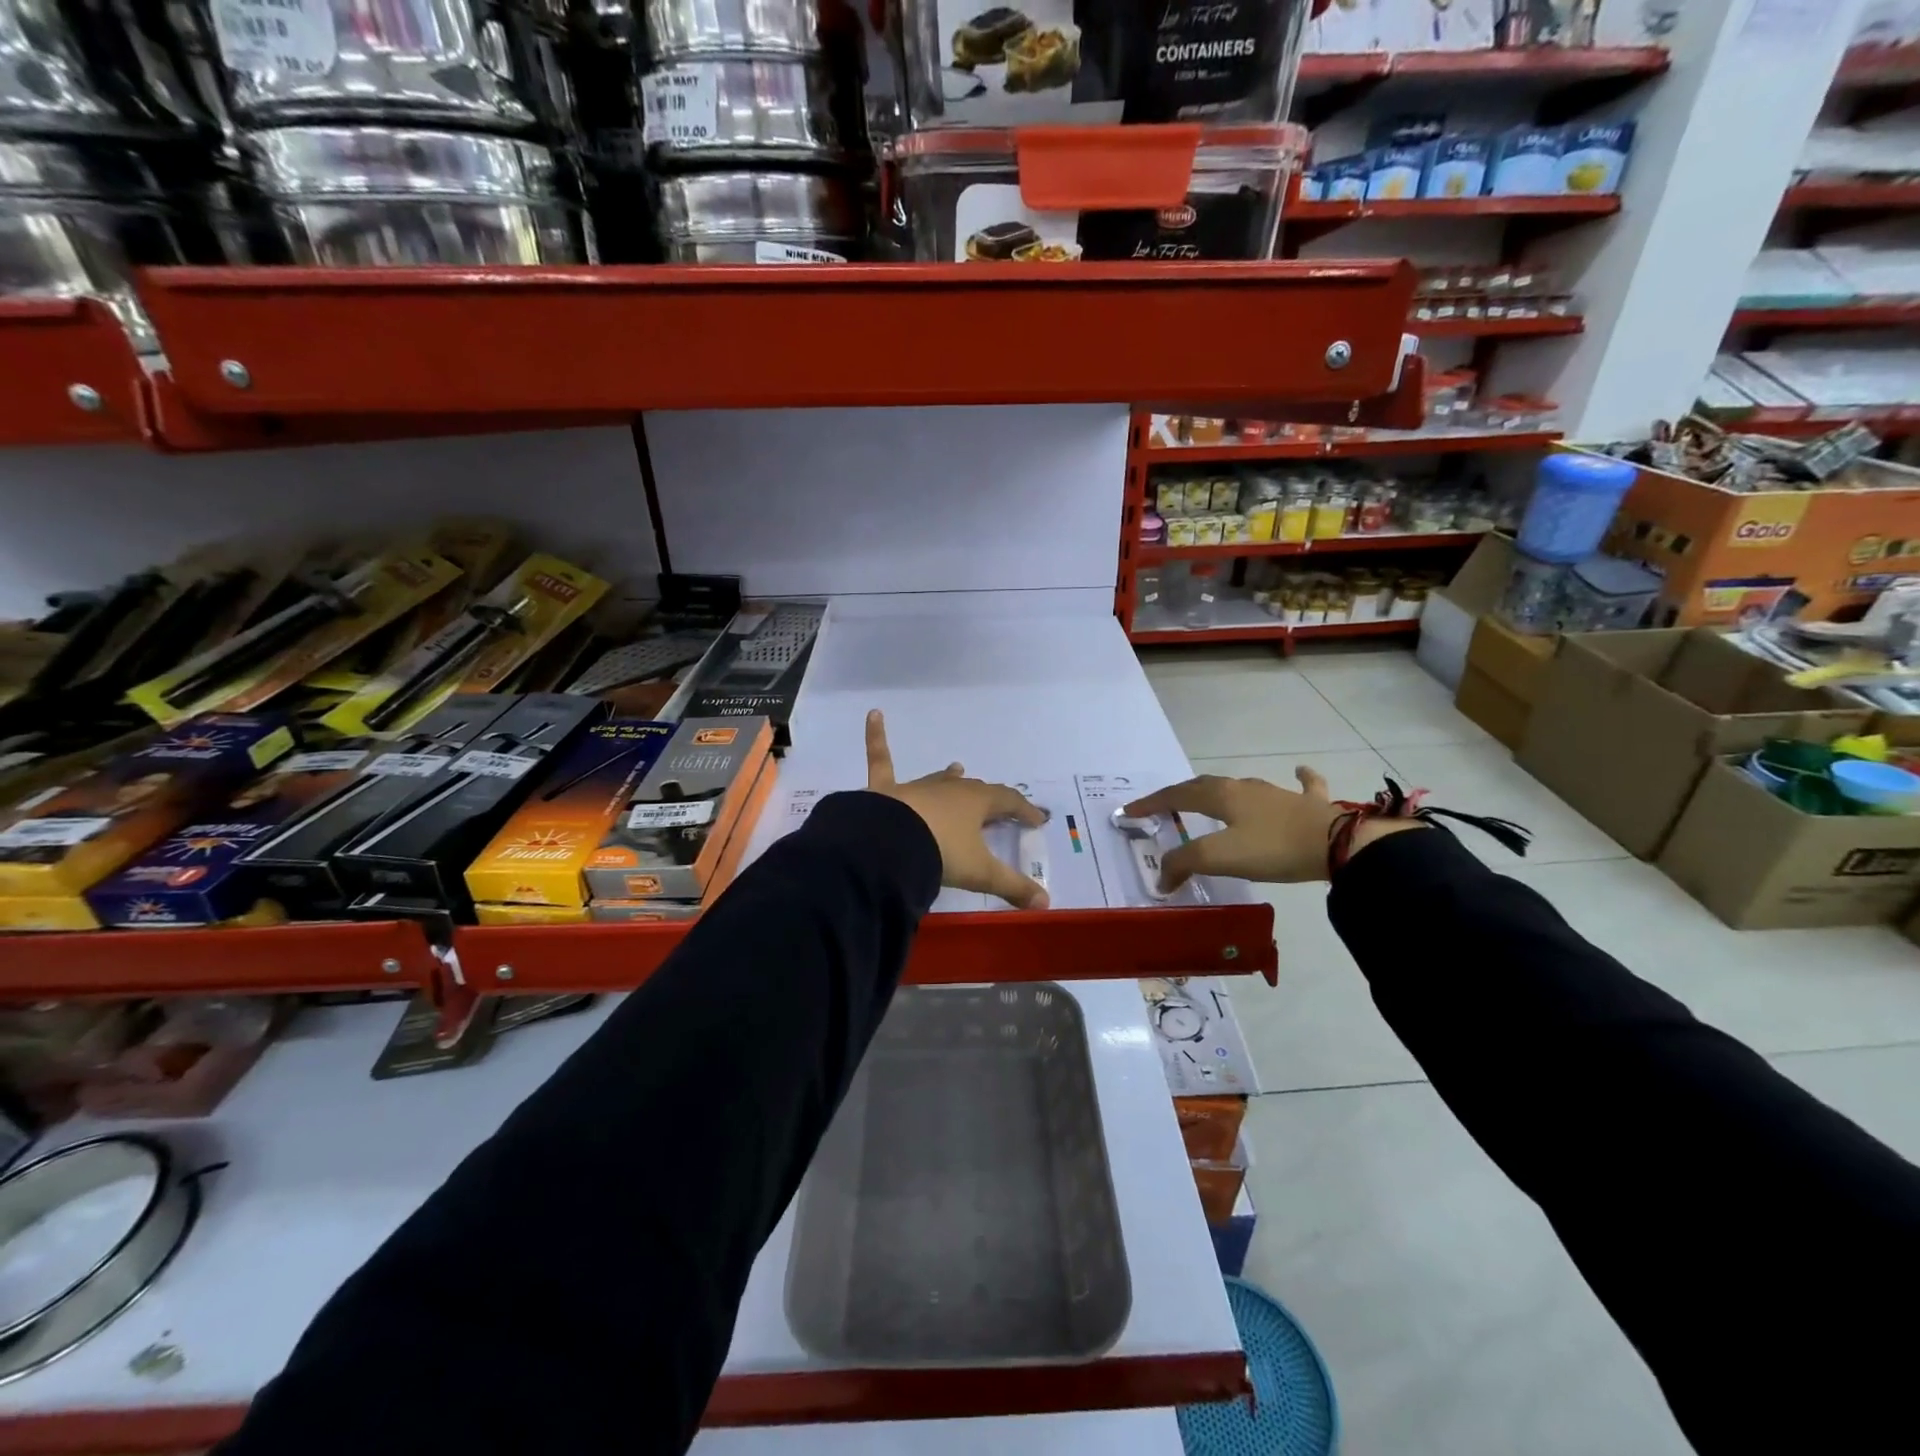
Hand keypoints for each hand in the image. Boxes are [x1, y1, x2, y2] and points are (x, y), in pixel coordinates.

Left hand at [864, 710, 1049, 908]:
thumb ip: (1013, 887)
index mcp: (976, 803)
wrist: (890, 845)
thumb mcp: (981, 873)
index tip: (1038, 820)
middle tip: (999, 806)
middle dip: (989, 798)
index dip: (1025, 810)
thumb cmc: (941, 853)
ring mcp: (917, 788)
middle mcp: (949, 790)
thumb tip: (1046, 903)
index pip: (1008, 801)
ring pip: (938, 779)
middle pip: (975, 790)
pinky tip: (873, 714)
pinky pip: (881, 759)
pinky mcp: (886, 790)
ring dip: (949, 777)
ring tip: (957, 768)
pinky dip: (875, 737)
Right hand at [1124, 768, 1425, 890]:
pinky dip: (1299, 779)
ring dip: (1221, 791)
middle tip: (1164, 806)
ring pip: (1242, 786)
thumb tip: (1162, 876)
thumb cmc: (1272, 847)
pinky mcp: (1309, 804)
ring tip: (1209, 797)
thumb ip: (1184, 862)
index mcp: (1221, 796)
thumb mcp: (1219, 857)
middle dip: (1180, 794)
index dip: (1151, 803)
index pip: (1176, 795)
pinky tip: (1300, 772)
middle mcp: (1244, 788)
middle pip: (1205, 786)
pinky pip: (1302, 785)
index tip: (1129, 811)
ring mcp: (1279, 793)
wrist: (1338, 844)